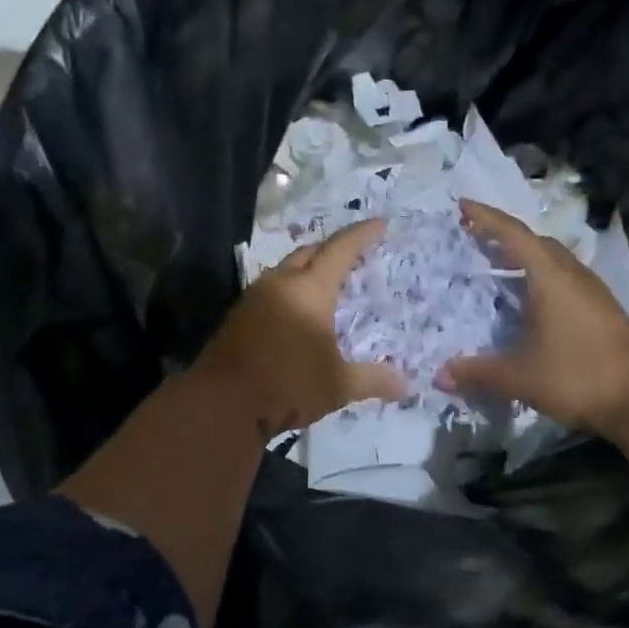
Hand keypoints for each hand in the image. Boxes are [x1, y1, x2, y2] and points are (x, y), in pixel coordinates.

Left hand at [198, 218, 408, 434]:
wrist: (221, 403)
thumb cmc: (287, 385)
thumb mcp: (338, 385)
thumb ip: (373, 379)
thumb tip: (407, 384)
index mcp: (309, 289)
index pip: (340, 250)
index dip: (362, 235)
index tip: (380, 224)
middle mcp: (280, 284)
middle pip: (309, 253)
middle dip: (332, 249)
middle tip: (354, 255)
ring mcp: (254, 298)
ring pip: (286, 270)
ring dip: (308, 269)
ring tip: (328, 282)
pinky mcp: (239, 316)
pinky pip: (272, 290)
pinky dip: (291, 290)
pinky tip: (298, 310)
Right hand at [440, 200, 628, 437]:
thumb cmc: (577, 376)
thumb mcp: (519, 377)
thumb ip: (478, 372)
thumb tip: (440, 374)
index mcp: (550, 277)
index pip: (513, 234)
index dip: (486, 218)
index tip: (461, 204)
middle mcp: (573, 275)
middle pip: (536, 242)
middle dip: (504, 236)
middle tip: (474, 238)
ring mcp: (592, 291)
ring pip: (553, 261)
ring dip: (525, 257)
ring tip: (498, 266)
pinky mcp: (603, 310)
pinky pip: (564, 279)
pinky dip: (540, 278)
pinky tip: (530, 301)